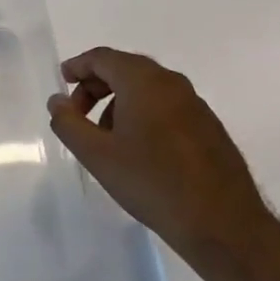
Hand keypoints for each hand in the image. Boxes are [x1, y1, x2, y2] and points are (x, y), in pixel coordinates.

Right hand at [47, 47, 268, 254]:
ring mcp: (195, 104)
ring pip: (147, 89)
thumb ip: (69, 123)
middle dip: (96, 86)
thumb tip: (57, 101)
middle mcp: (172, 83)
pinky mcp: (208, 126)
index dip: (78, 66)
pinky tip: (138, 150)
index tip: (62, 81)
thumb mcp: (97, 155)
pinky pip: (166, 106)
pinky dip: (143, 114)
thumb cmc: (151, 182)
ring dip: (119, 102)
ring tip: (106, 139)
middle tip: (78, 114)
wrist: (222, 223)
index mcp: (144, 81)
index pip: (103, 57)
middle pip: (125, 69)